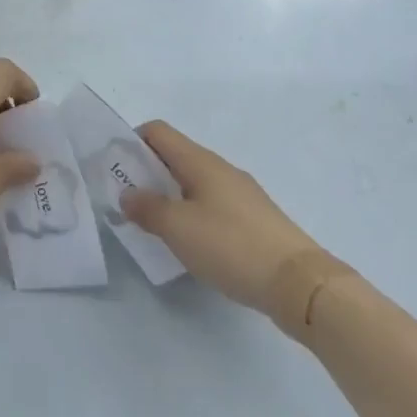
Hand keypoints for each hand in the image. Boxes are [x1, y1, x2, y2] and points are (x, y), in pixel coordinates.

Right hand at [121, 122, 336, 331]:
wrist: (300, 284)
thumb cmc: (231, 246)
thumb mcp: (177, 228)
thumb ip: (147, 208)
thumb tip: (127, 194)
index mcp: (199, 161)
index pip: (158, 131)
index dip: (132, 142)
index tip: (117, 169)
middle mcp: (220, 169)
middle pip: (175, 157)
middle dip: (148, 173)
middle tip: (130, 202)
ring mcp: (242, 193)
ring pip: (194, 182)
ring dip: (171, 196)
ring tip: (157, 226)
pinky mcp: (256, 219)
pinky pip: (213, 204)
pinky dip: (194, 214)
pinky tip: (193, 244)